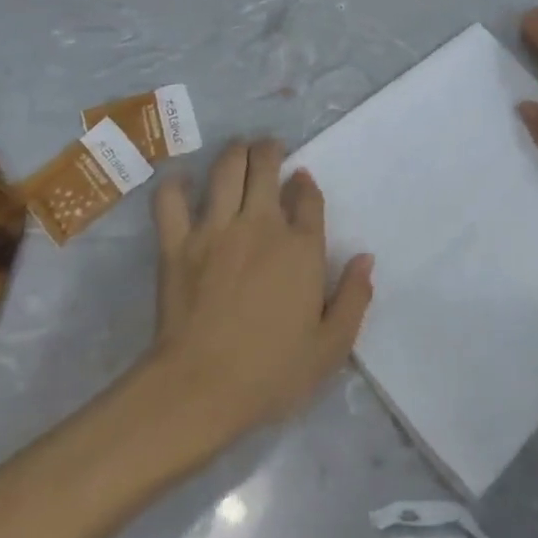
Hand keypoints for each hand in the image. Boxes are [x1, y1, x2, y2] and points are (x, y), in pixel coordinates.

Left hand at [148, 139, 373, 444]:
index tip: (301, 179)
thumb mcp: (331, 347)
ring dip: (234, 152)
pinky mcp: (177, 243)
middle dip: (270, 150)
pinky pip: (171, 200)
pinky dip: (176, 184)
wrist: (200, 388)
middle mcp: (261, 225)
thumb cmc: (271, 372)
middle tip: (269, 149)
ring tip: (238, 149)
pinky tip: (183, 181)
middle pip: (266, 167)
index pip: (308, 197)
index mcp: (302, 247)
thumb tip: (366, 259)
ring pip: (225, 170)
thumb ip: (354, 298)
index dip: (306, 184)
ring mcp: (216, 230)